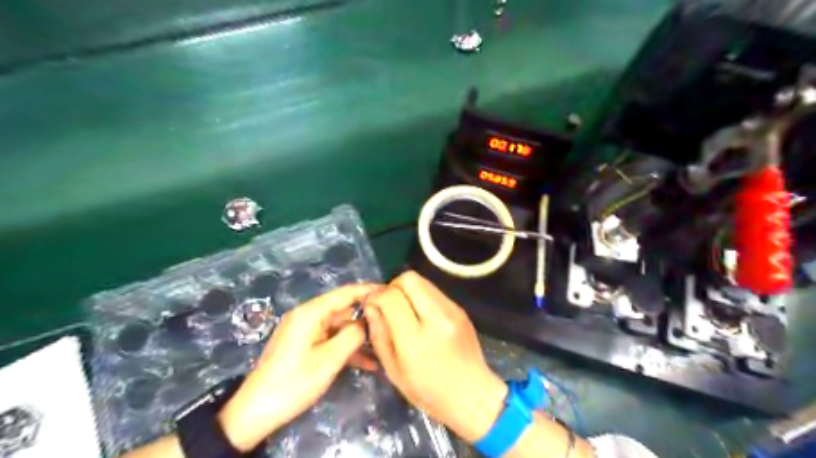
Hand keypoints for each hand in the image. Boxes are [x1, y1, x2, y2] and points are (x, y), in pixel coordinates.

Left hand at [217, 284, 381, 452]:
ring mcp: (305, 331)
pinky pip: (330, 340)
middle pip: (343, 310)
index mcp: (310, 313)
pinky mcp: (304, 346)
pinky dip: (346, 349)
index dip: (368, 290)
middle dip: (366, 318)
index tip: (391, 292)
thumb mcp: (329, 360)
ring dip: (359, 338)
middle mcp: (308, 316)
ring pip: (339, 327)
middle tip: (392, 324)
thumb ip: (352, 336)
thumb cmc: (293, 383)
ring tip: (384, 346)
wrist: (255, 412)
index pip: (345, 293)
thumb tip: (368, 322)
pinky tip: (367, 363)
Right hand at [361, 272, 503, 443]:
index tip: (371, 305)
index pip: (391, 297)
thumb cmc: (428, 391)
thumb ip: (379, 334)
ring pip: (422, 281)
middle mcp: (437, 318)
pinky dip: (421, 297)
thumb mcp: (393, 370)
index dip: (376, 296)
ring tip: (405, 310)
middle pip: (409, 279)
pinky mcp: (460, 309)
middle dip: (393, 287)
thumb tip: (371, 305)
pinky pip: (434, 291)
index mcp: (416, 339)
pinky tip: (421, 316)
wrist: (472, 395)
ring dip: (408, 290)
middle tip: (389, 305)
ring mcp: (452, 310)